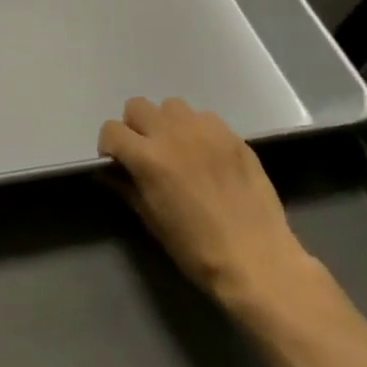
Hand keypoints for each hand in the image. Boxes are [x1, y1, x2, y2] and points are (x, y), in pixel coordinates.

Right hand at [98, 97, 316, 309]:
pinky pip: (205, 118)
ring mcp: (207, 131)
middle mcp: (174, 134)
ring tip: (178, 149)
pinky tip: (207, 156)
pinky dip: (197, 130)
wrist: (257, 260)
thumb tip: (110, 172)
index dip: (109, 147)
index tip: (118, 165)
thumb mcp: (150, 220)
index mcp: (148, 158)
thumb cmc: (196, 248)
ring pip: (172, 106)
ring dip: (166, 123)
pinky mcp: (234, 136)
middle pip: (137, 106)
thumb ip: (126, 187)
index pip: (111, 130)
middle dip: (134, 128)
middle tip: (146, 154)